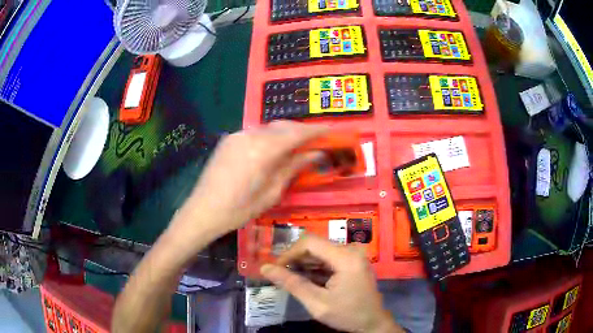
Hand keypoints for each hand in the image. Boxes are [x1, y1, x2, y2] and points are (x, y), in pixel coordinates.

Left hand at [176, 121, 327, 236]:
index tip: (330, 129)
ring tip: (296, 145)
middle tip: (315, 139)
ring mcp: (237, 135)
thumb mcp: (271, 193)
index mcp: (263, 150)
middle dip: (301, 130)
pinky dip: (269, 137)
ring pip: (269, 127)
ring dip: (285, 133)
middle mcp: (250, 135)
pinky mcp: (229, 139)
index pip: (296, 133)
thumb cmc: (239, 209)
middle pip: (283, 125)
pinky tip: (273, 149)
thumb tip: (314, 154)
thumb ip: (293, 168)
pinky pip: (255, 133)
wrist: (203, 210)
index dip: (315, 130)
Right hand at [260, 236, 402, 332]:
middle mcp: (351, 250)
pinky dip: (314, 268)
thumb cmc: (347, 314)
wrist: (372, 323)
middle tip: (279, 274)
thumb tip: (265, 268)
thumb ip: (292, 284)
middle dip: (295, 259)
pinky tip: (305, 280)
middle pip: (315, 246)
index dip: (289, 252)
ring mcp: (353, 255)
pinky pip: (328, 259)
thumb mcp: (317, 303)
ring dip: (303, 264)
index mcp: (346, 257)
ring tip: (289, 278)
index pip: (310, 242)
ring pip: (320, 252)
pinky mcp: (352, 261)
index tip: (275, 267)